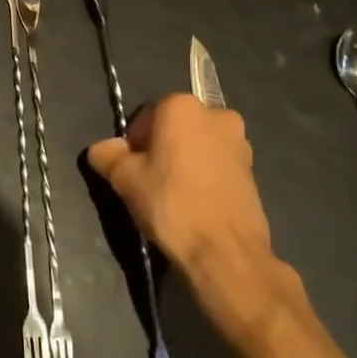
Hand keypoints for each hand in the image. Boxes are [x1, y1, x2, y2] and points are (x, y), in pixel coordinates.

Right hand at [87, 94, 294, 343]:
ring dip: (184, 161)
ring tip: (173, 196)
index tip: (130, 170)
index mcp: (182, 106)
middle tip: (149, 182)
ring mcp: (240, 141)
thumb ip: (108, 156)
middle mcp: (216, 114)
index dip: (133, 143)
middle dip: (161, 148)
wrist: (225, 251)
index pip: (146, 116)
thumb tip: (102, 148)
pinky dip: (204, 176)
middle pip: (175, 127)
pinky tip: (195, 203)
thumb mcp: (125, 179)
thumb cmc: (171, 204)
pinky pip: (217, 164)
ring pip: (198, 145)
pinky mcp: (254, 169)